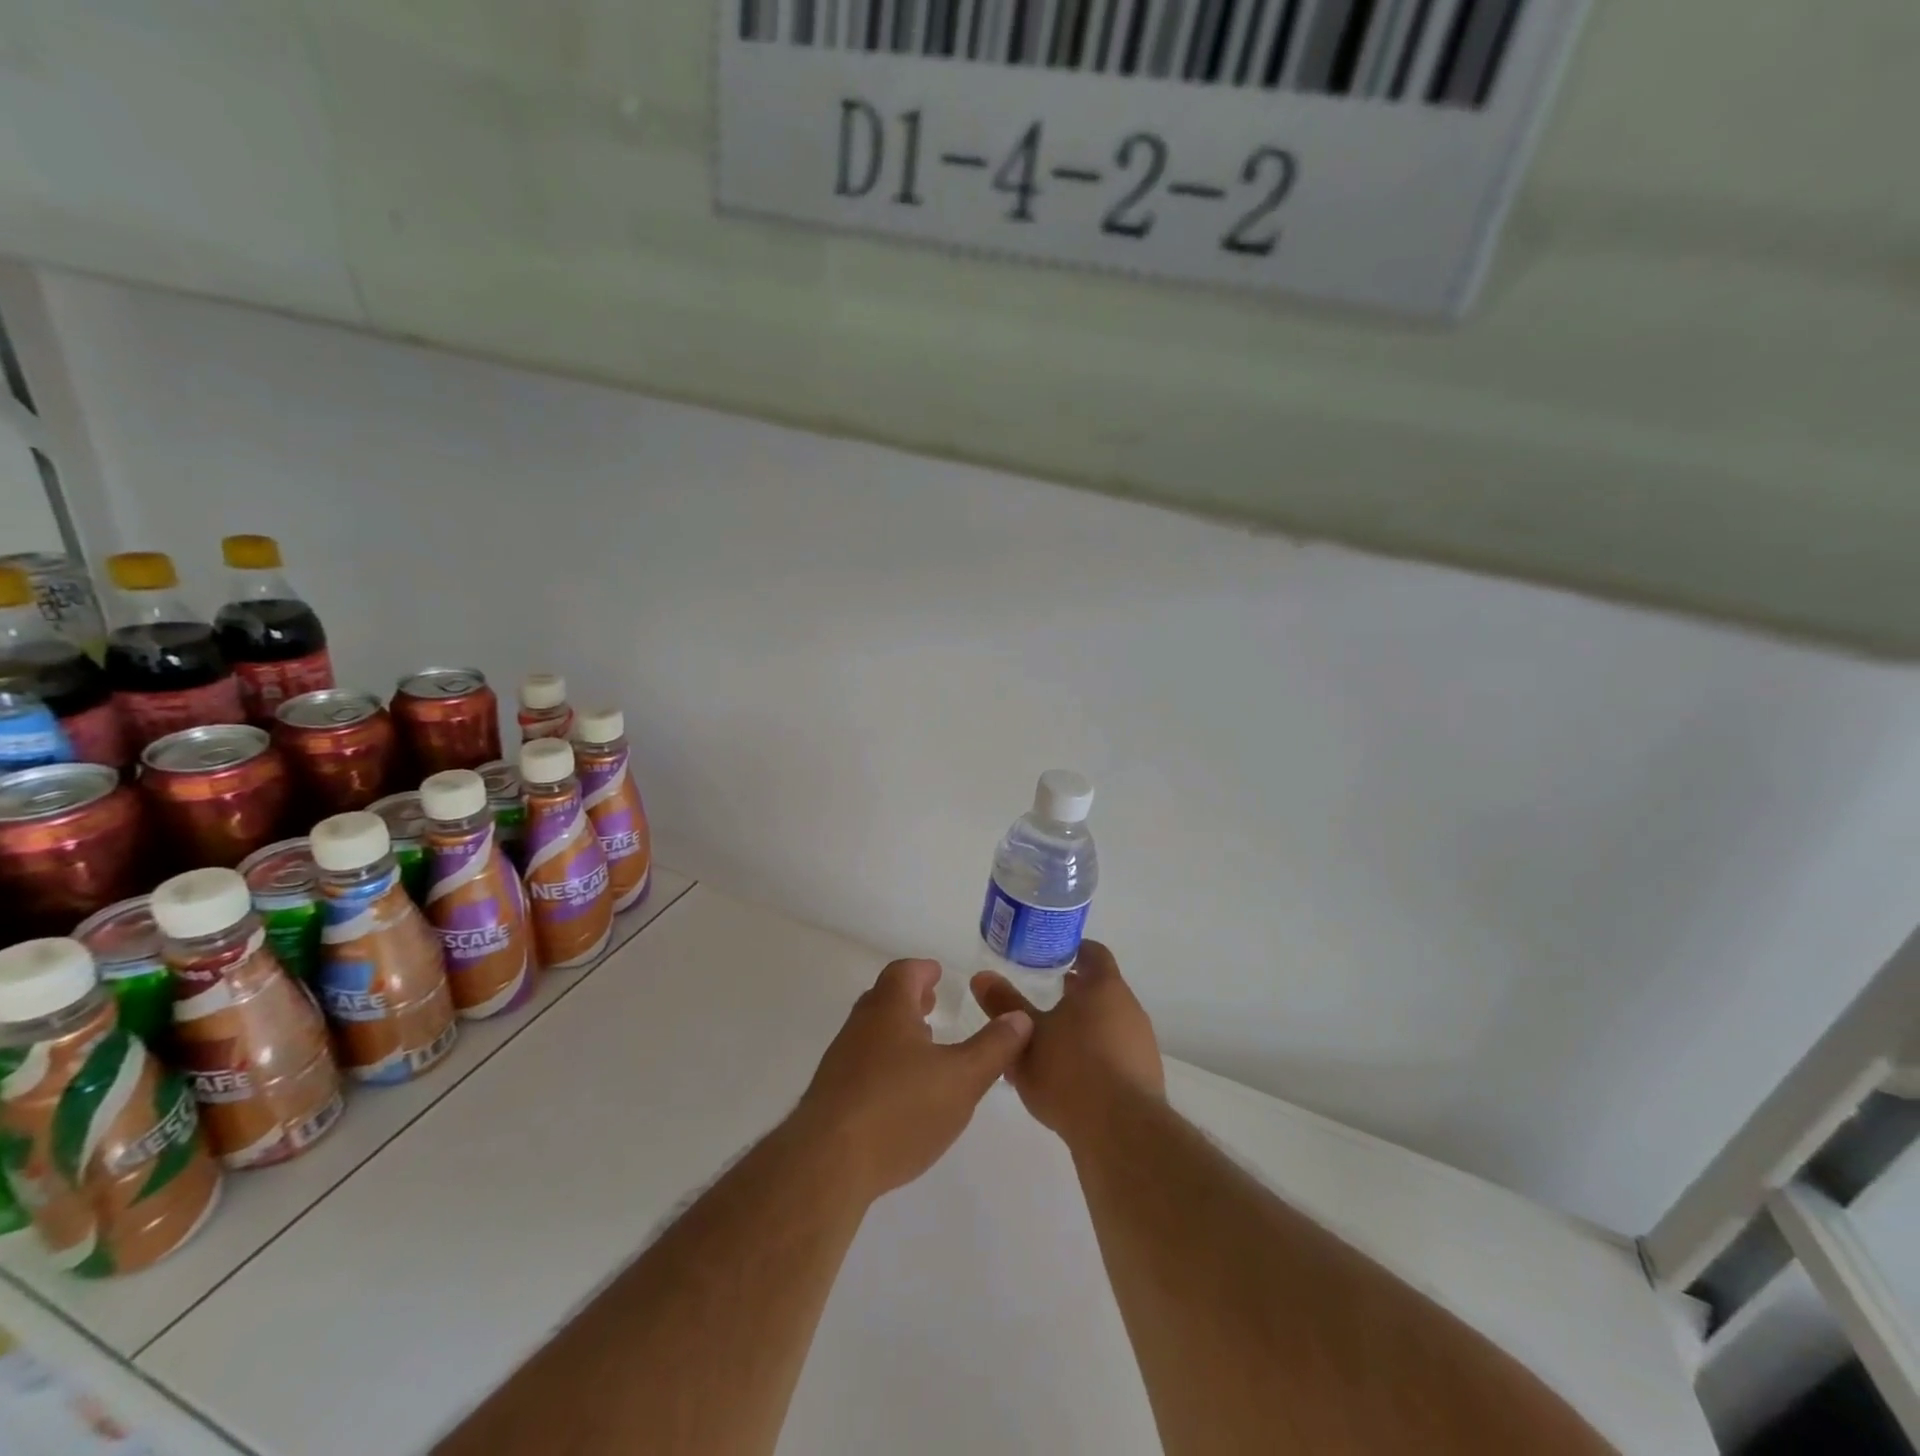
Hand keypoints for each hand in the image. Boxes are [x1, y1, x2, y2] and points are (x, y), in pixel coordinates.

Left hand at [797, 958, 1032, 1201]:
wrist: (827, 1164)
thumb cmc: (900, 1109)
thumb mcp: (963, 1078)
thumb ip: (994, 1047)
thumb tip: (1019, 1016)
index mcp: (889, 1009)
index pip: (904, 972)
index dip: (923, 970)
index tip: (938, 974)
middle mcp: (860, 1026)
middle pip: (884, 999)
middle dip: (910, 999)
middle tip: (932, 1005)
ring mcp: (840, 1062)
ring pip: (872, 1033)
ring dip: (897, 1033)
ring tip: (924, 1050)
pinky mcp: (831, 1097)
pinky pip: (862, 1065)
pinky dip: (884, 1063)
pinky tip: (901, 1094)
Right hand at [971, 940, 1163, 1147]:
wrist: (1120, 1132)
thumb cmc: (1070, 1069)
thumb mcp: (1026, 1034)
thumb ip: (1004, 1003)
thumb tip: (982, 976)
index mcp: (1104, 987)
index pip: (1094, 953)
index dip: (1073, 951)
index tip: (1050, 956)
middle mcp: (1129, 1009)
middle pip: (1101, 990)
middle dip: (1074, 993)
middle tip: (1042, 996)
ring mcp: (1141, 1045)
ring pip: (1108, 1024)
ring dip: (1083, 1027)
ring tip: (1050, 1042)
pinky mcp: (1144, 1079)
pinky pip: (1114, 1055)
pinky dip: (1093, 1057)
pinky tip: (1068, 1079)